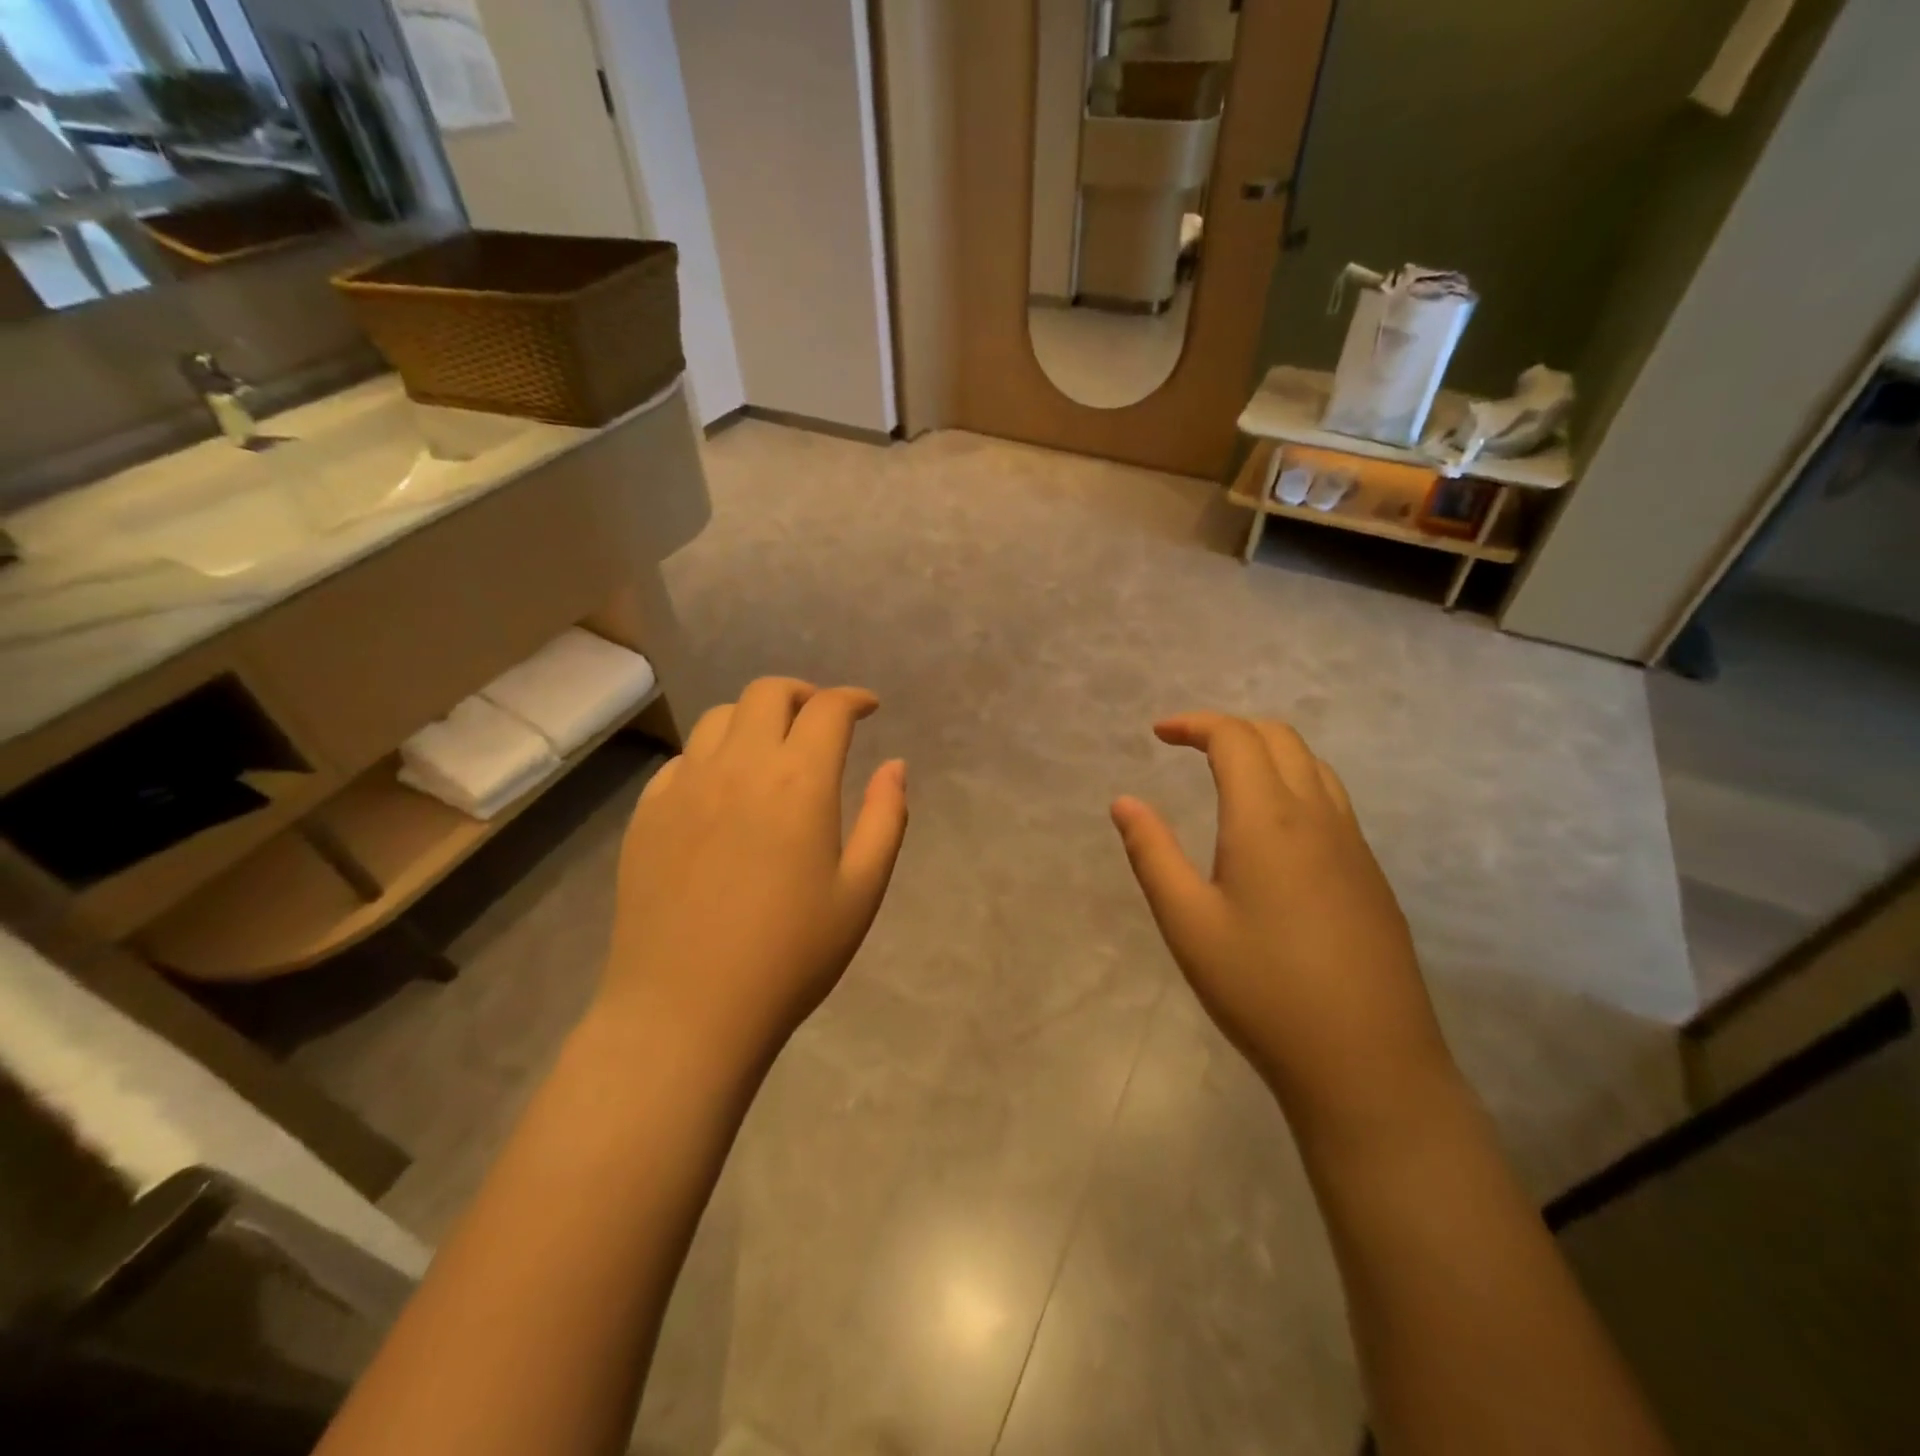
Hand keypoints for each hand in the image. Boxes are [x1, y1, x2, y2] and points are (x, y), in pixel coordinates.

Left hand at [599, 677, 908, 1070]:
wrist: (687, 1010)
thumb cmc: (790, 955)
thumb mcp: (861, 891)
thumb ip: (885, 818)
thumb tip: (895, 766)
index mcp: (798, 781)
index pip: (828, 709)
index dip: (853, 699)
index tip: (868, 708)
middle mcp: (738, 766)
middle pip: (767, 693)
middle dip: (803, 695)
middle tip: (821, 722)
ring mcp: (684, 786)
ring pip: (719, 718)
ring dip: (754, 719)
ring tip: (771, 751)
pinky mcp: (647, 813)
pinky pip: (683, 760)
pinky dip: (713, 756)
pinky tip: (723, 791)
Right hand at [1112, 713, 1457, 1137]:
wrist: (1367, 1062)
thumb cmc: (1262, 989)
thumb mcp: (1187, 922)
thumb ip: (1152, 853)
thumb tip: (1124, 802)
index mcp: (1269, 820)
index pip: (1236, 738)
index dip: (1194, 724)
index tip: (1158, 734)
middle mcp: (1319, 817)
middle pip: (1280, 738)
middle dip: (1230, 729)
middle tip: (1189, 748)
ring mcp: (1354, 846)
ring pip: (1314, 766)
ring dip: (1268, 752)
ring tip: (1229, 777)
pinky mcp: (1371, 876)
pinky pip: (1333, 801)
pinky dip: (1295, 784)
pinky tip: (1274, 832)